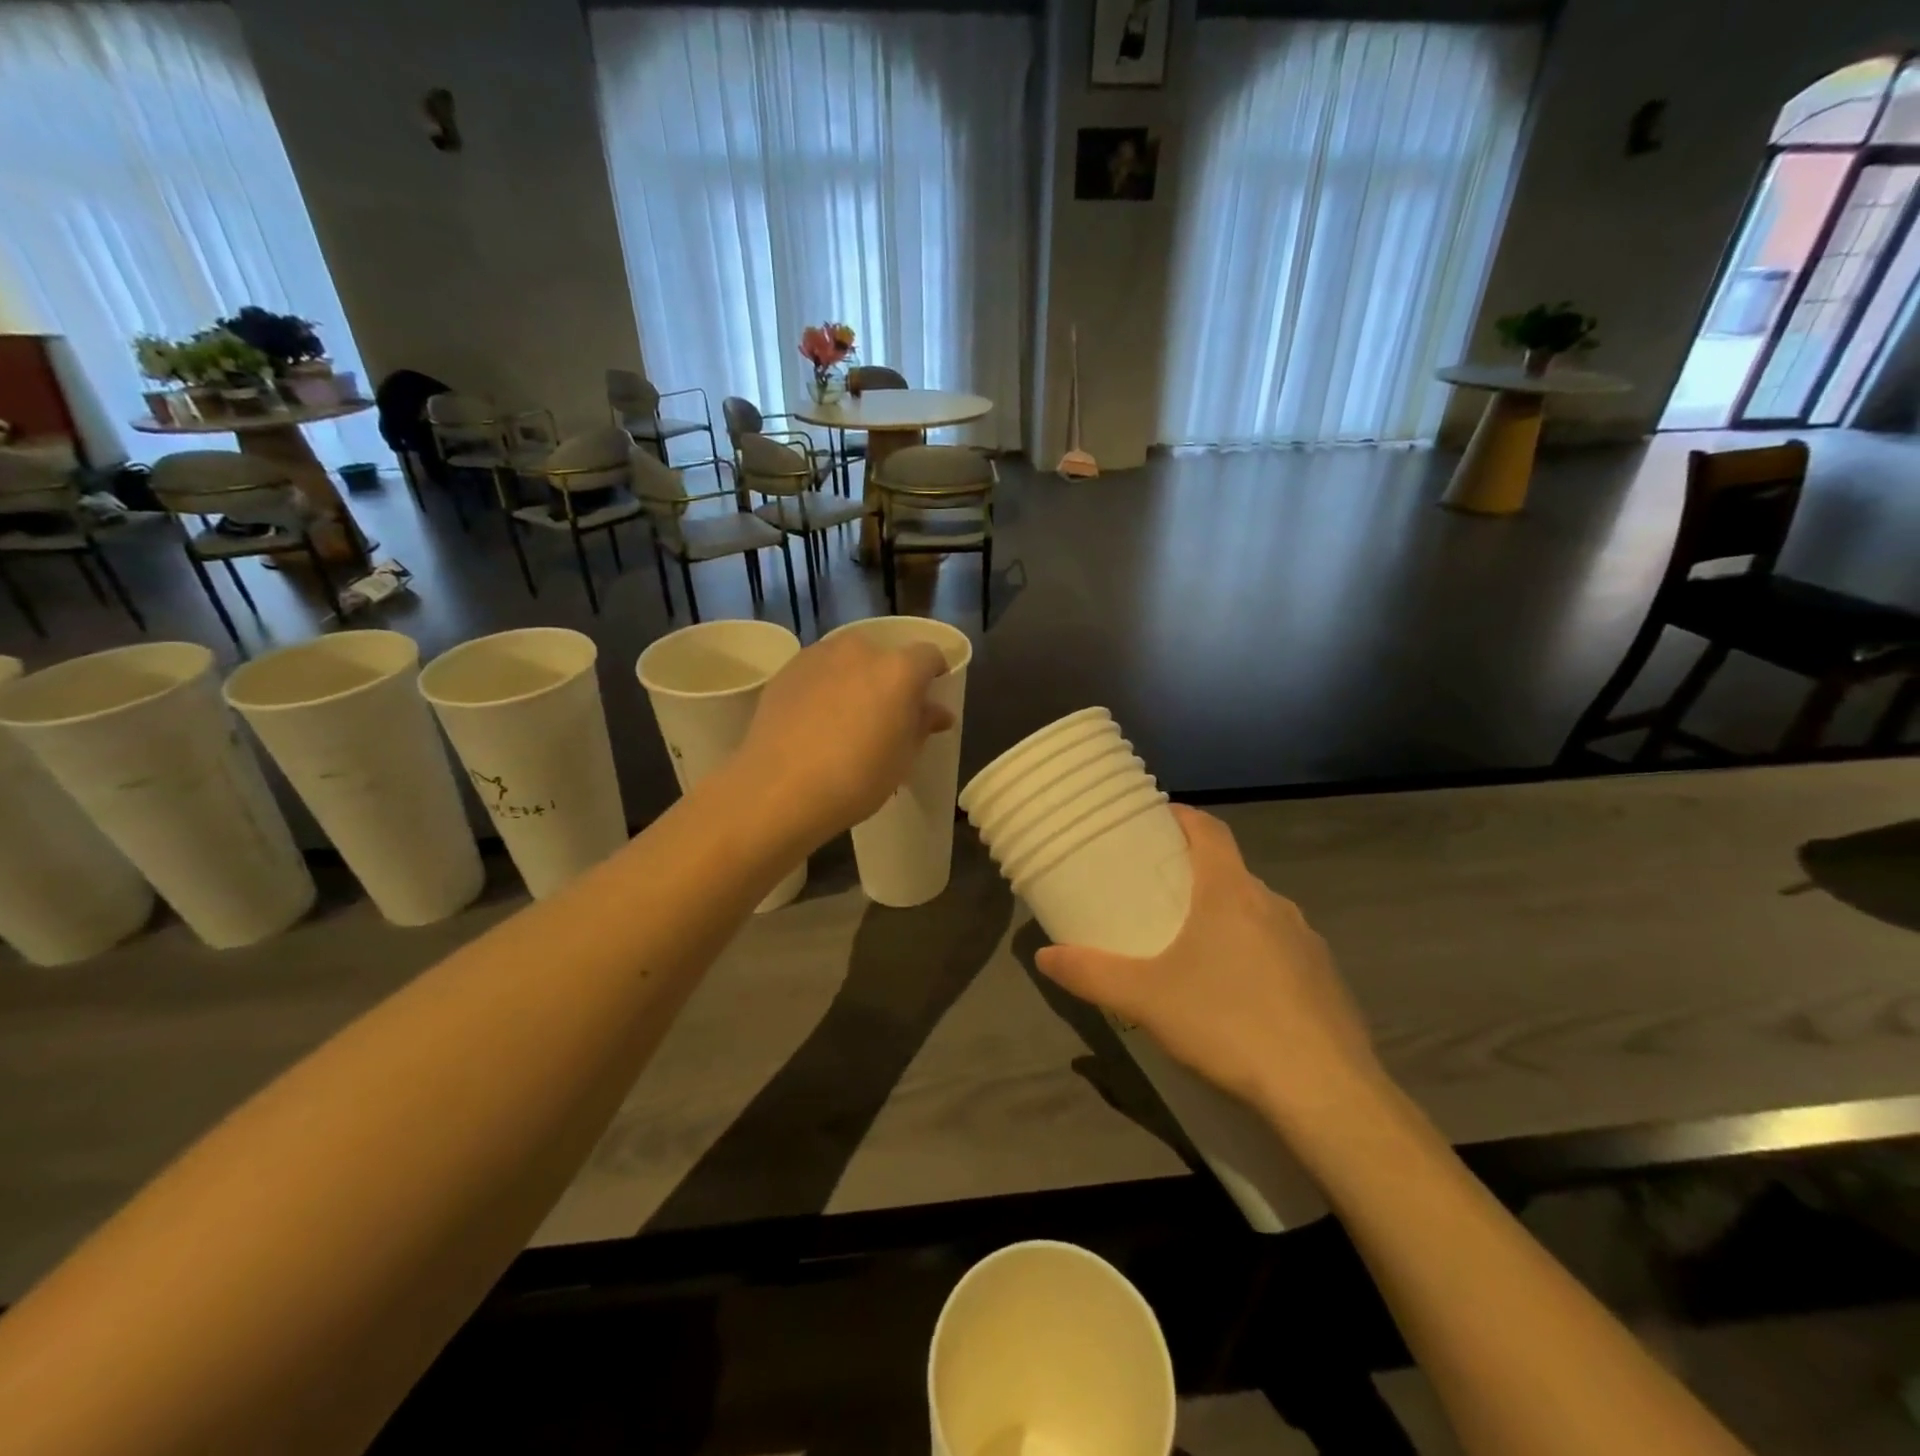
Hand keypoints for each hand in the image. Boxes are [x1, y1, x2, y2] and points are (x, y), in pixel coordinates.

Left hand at [737, 632, 953, 844]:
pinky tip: (816, 720)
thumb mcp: (902, 759)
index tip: (929, 698)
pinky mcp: (787, 669)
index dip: (934, 674)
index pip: (929, 655)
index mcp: (899, 669)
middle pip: (886, 654)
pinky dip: (825, 686)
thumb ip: (922, 726)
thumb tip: (937, 711)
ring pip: (849, 660)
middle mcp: (860, 650)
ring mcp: (819, 655)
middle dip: (890, 677)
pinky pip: (819, 671)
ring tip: (847, 717)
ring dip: (855, 678)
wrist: (778, 789)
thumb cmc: (854, 779)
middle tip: (885, 714)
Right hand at [1035, 806, 1387, 1127]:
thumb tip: (1044, 956)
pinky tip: (1239, 997)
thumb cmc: (1228, 1023)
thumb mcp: (1145, 999)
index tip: (1157, 821)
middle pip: (1230, 872)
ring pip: (1258, 913)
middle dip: (1196, 876)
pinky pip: (1283, 951)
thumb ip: (1091, 973)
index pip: (1210, 830)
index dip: (1183, 818)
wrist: (1326, 1093)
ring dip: (1227, 918)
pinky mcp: (1328, 981)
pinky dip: (1256, 955)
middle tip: (1159, 897)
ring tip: (1194, 949)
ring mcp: (1307, 942)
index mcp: (1231, 892)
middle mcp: (1274, 904)